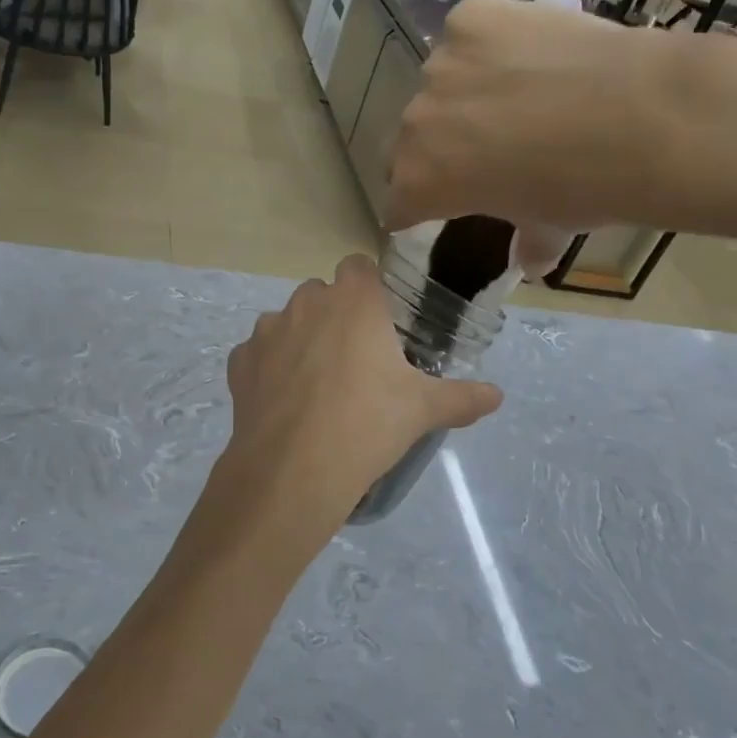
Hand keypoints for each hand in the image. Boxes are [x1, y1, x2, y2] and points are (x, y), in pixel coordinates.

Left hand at [205, 256, 501, 568]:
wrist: (293, 470)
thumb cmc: (367, 425)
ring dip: (301, 340)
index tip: (380, 321)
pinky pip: (258, 354)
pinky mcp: (239, 362)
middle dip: (335, 316)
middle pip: (322, 294)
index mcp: (353, 301)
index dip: (369, 288)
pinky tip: (285, 403)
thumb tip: (497, 396)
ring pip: (287, 322)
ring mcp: (266, 330)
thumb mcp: (423, 410)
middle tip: (355, 360)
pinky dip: (270, 369)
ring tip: (317, 386)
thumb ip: (462, 397)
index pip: (359, 267)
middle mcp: (306, 303)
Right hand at [386, 0, 673, 270]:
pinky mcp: (471, 17)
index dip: (417, 207)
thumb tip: (531, 260)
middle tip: (485, 148)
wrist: (638, 116)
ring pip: (440, 84)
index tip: (441, 205)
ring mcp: (439, 65)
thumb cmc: (584, 189)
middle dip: (439, 147)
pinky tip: (529, 51)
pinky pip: (468, 34)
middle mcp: (415, 124)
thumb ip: (528, 241)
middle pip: (412, 141)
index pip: (398, 202)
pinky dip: (490, 44)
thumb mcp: (549, 226)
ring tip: (518, 92)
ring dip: (464, 93)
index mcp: (419, 183)